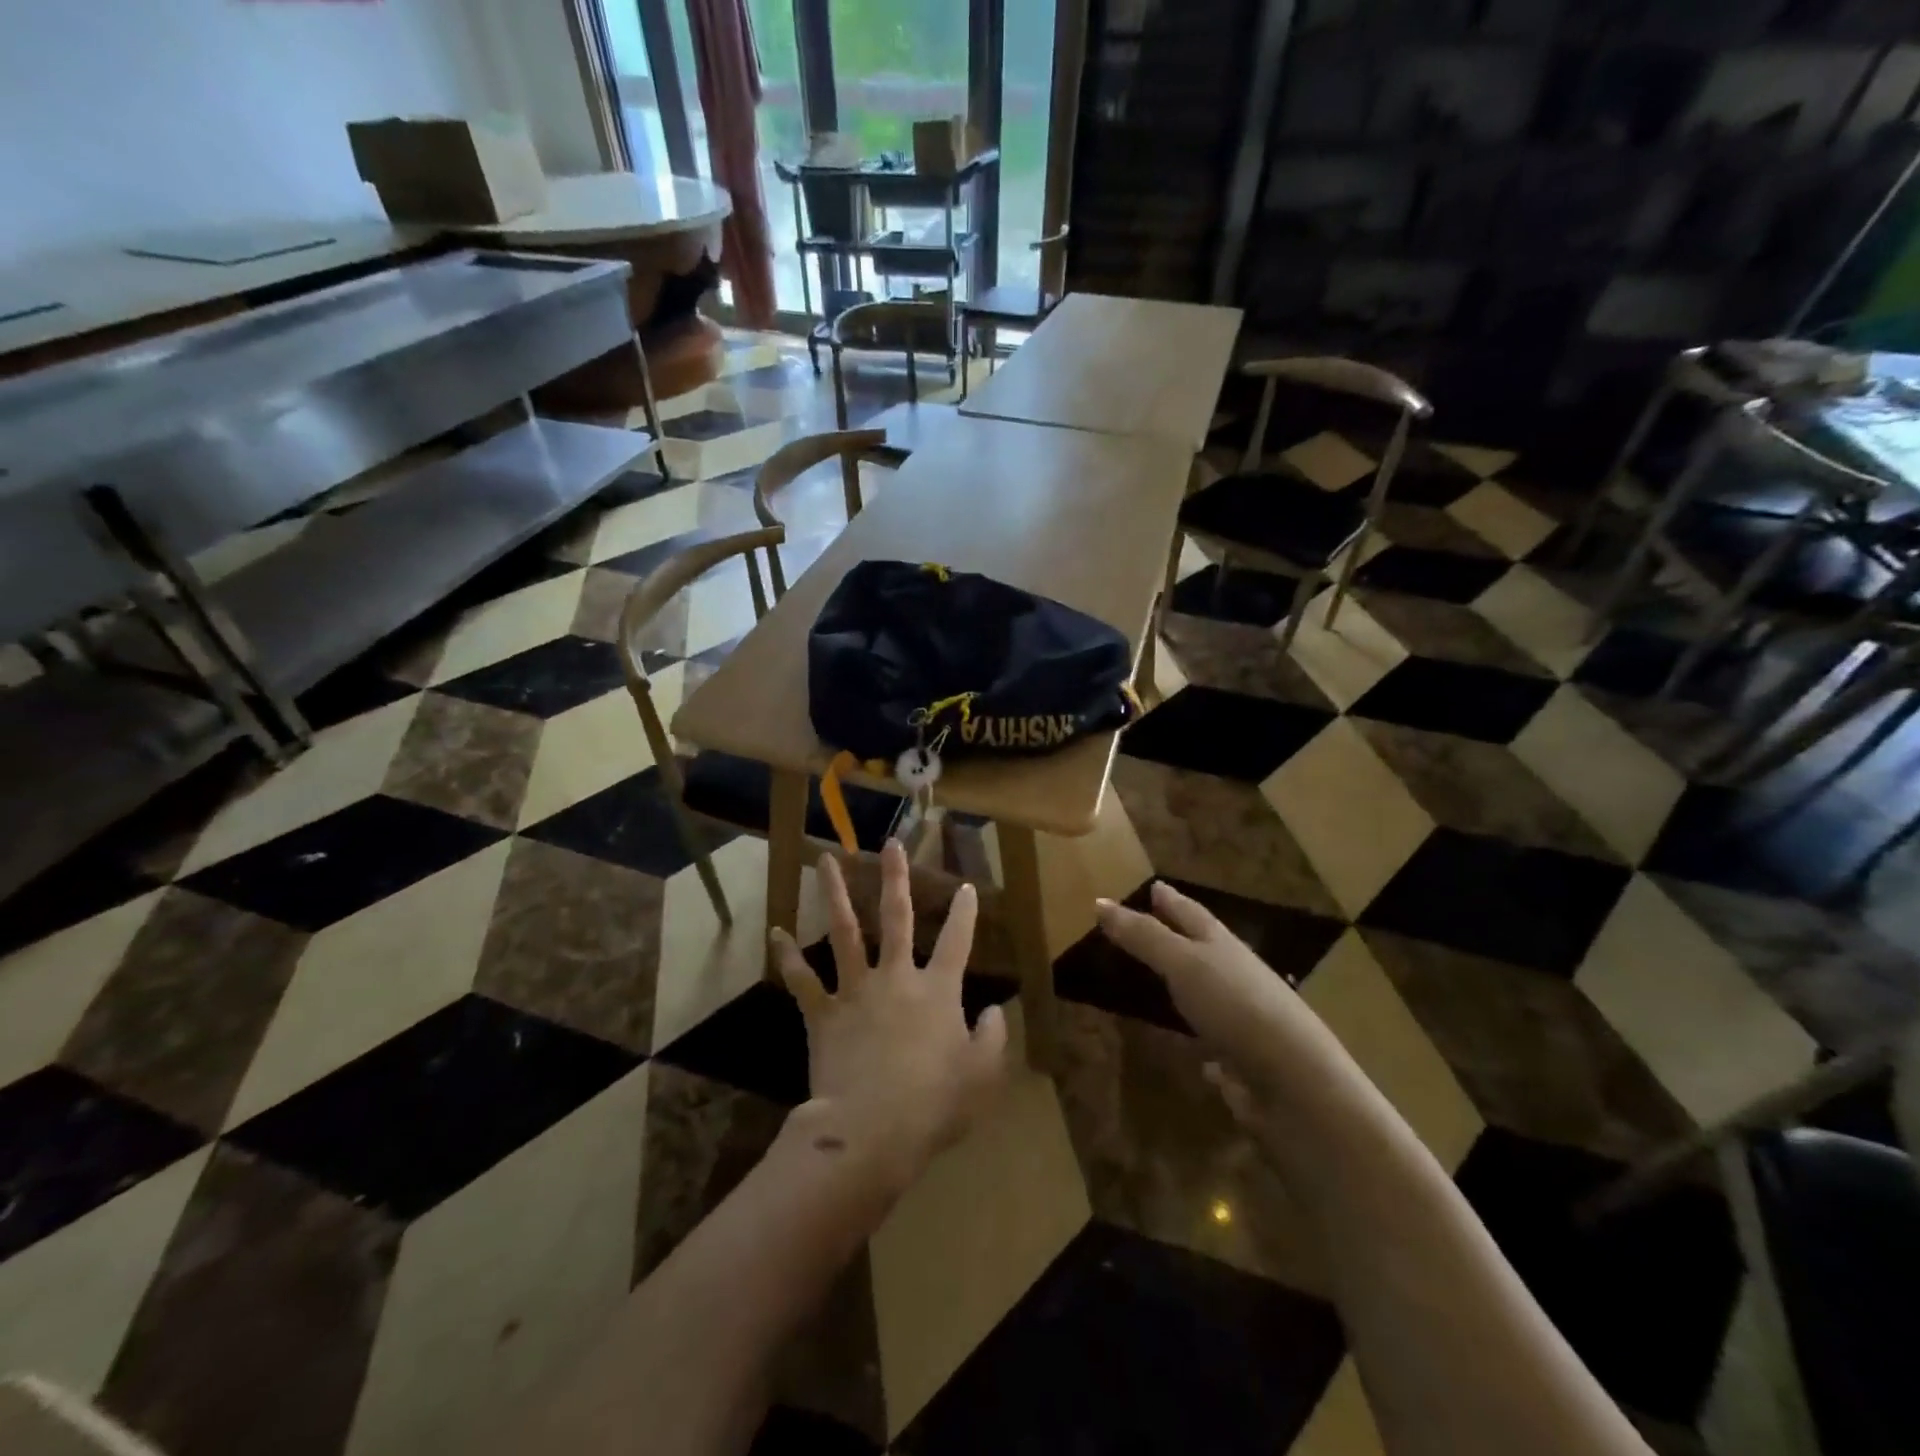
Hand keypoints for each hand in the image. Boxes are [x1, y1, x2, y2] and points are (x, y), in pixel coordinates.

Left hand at [771, 842, 1008, 1187]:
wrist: (870, 1130)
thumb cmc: (934, 1105)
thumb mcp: (983, 1076)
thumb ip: (994, 1038)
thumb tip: (996, 1010)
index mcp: (937, 990)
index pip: (957, 941)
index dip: (964, 913)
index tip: (966, 886)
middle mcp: (896, 977)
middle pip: (896, 917)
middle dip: (895, 877)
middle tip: (890, 844)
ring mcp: (856, 991)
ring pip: (845, 932)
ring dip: (835, 894)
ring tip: (825, 861)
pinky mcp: (823, 1013)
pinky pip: (803, 980)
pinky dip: (788, 956)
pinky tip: (776, 933)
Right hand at [1095, 882, 1358, 1119]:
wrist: (1295, 1082)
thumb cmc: (1236, 1007)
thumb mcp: (1182, 964)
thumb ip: (1143, 937)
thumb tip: (1099, 902)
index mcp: (1223, 947)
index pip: (1191, 914)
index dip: (1170, 900)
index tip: (1154, 886)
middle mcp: (1236, 977)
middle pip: (1205, 948)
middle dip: (1181, 935)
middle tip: (1155, 923)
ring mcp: (1244, 1020)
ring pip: (1210, 992)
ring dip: (1190, 983)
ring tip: (1165, 979)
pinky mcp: (1245, 1061)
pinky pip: (1218, 1041)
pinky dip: (1204, 1039)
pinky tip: (1194, 1052)